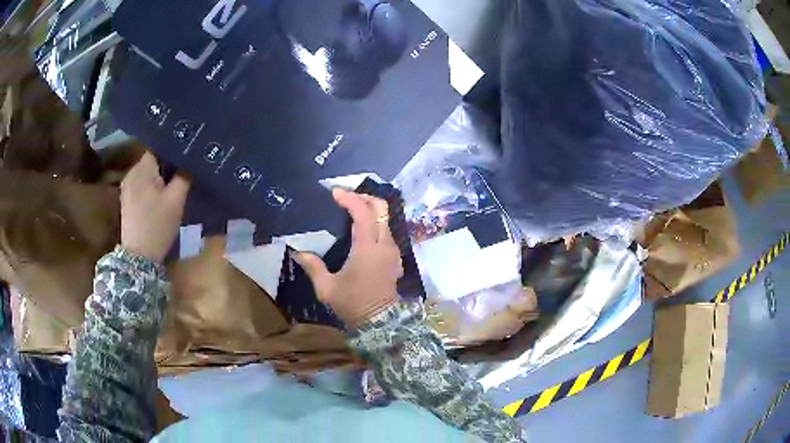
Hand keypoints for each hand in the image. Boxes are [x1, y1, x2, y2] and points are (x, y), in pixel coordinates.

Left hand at [121, 152, 189, 262]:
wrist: (139, 257)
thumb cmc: (157, 225)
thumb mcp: (176, 201)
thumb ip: (183, 177)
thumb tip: (190, 161)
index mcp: (142, 169)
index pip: (159, 147)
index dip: (173, 149)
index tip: (187, 154)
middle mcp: (131, 173)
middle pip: (153, 160)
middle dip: (167, 163)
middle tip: (184, 169)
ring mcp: (127, 187)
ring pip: (147, 173)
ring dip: (160, 176)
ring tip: (175, 181)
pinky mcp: (127, 200)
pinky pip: (142, 184)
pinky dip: (152, 186)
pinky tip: (161, 196)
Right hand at [295, 189, 402, 327]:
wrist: (380, 322)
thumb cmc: (353, 303)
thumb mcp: (327, 288)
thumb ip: (313, 267)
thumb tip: (298, 252)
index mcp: (367, 248)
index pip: (363, 212)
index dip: (350, 198)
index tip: (334, 193)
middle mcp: (384, 244)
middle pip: (381, 208)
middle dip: (364, 197)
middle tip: (345, 199)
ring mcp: (393, 250)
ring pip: (386, 218)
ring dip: (370, 210)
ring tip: (350, 212)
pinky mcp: (395, 257)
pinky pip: (387, 231)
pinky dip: (375, 223)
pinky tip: (361, 231)